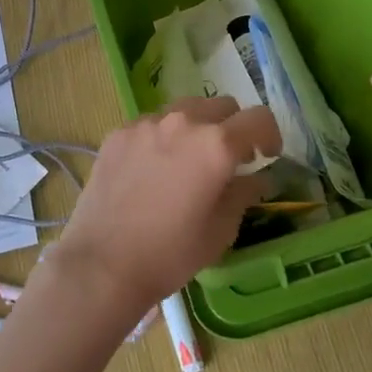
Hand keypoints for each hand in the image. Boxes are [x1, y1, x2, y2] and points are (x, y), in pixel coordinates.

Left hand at [55, 96, 281, 322]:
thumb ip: (243, 194)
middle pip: (221, 106)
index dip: (269, 136)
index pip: (259, 119)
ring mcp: (146, 124)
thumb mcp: (221, 230)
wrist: (102, 264)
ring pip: (185, 109)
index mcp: (216, 145)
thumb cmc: (170, 254)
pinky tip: (154, 169)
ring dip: (197, 127)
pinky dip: (163, 137)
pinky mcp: (118, 133)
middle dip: (233, 128)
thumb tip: (256, 178)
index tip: (265, 156)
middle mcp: (183, 122)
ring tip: (189, 160)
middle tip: (229, 159)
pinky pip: (152, 124)